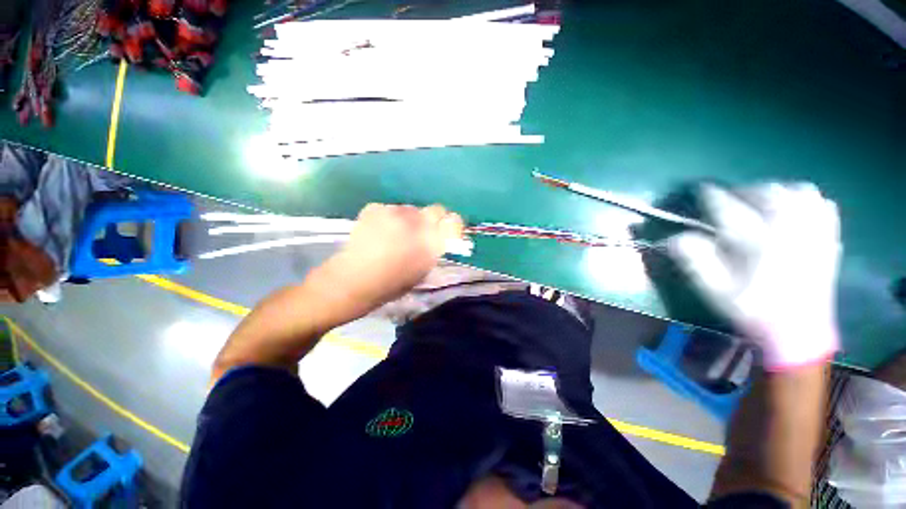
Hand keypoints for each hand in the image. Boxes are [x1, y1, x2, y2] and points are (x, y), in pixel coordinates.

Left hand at [319, 203, 464, 311]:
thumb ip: (433, 250)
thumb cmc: (391, 284)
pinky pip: (391, 209)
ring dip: (409, 219)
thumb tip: (438, 238)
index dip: (453, 224)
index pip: (454, 221)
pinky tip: (378, 231)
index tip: (447, 230)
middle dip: (432, 219)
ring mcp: (395, 212)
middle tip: (421, 232)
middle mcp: (417, 222)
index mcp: (431, 241)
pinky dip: (389, 218)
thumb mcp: (422, 271)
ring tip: (395, 234)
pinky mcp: (375, 207)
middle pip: (435, 209)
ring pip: (411, 209)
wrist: (352, 281)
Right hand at [666, 183, 841, 370]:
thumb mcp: (715, 290)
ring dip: (774, 191)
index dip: (711, 197)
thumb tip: (675, 238)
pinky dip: (805, 199)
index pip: (729, 208)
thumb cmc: (753, 310)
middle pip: (765, 193)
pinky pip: (821, 204)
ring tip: (761, 200)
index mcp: (758, 243)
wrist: (799, 332)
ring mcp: (812, 232)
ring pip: (797, 192)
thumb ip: (695, 261)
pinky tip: (794, 206)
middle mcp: (788, 230)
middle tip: (729, 199)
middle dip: (742, 191)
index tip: (700, 191)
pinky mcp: (827, 237)